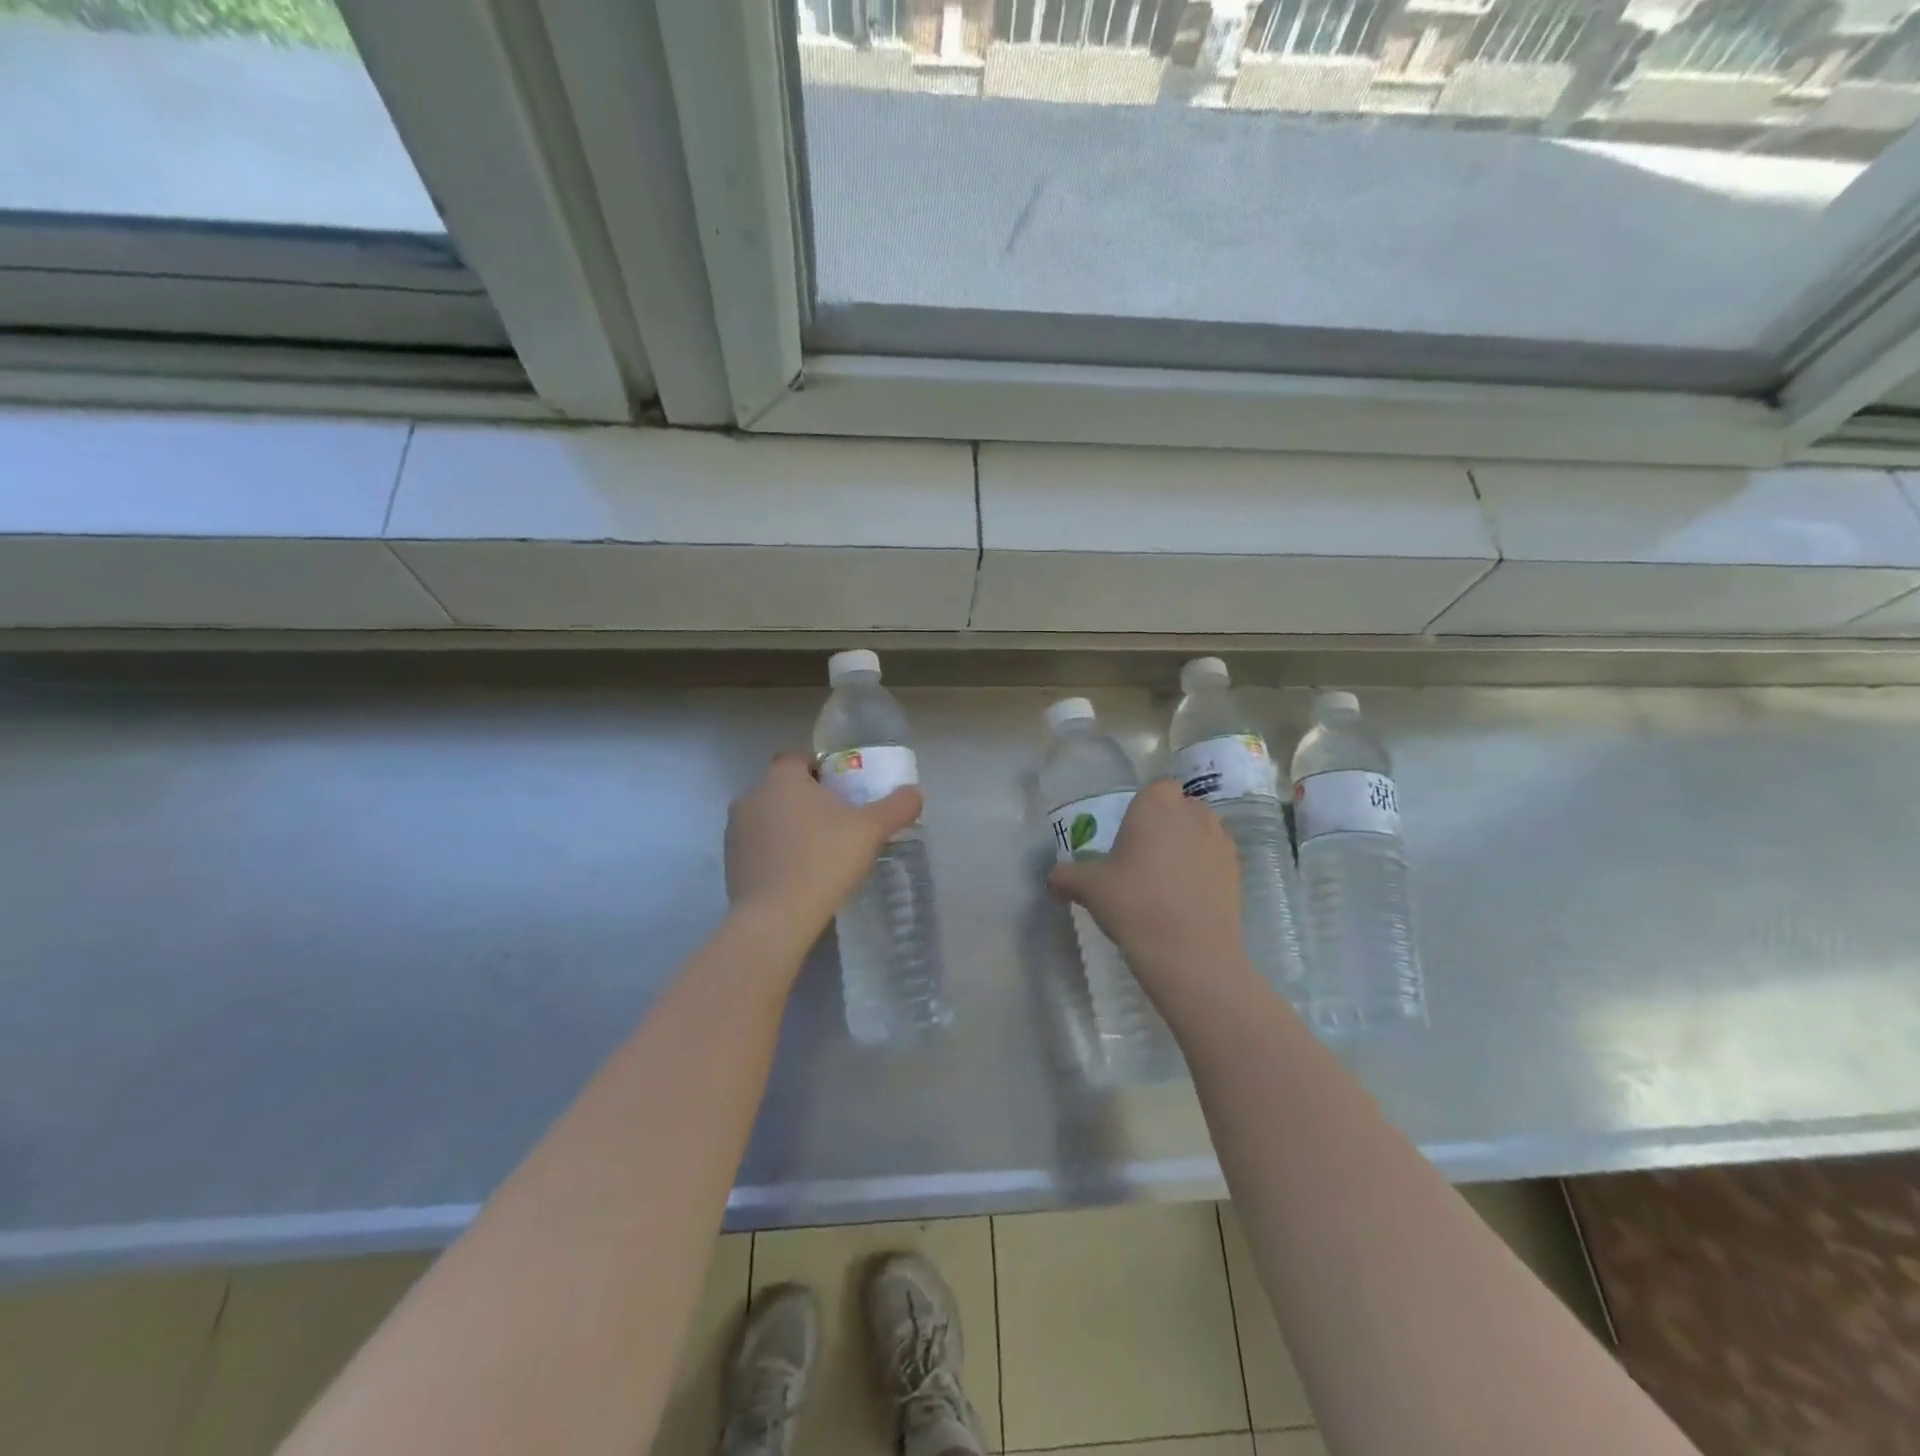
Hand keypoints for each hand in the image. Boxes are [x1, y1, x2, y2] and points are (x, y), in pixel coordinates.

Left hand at [726, 751, 921, 939]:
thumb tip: (915, 792)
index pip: (797, 757)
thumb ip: (897, 806)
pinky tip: (800, 876)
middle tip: (839, 820)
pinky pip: (759, 848)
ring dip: (790, 827)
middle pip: (783, 787)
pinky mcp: (730, 864)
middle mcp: (752, 797)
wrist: (776, 918)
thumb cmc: (824, 860)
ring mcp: (735, 832)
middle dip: (808, 799)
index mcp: (781, 779)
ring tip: (820, 851)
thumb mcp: (871, 830)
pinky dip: (777, 854)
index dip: (821, 767)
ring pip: (769, 818)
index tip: (843, 788)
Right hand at [1047, 778, 1250, 997]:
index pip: (1157, 788)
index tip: (1130, 834)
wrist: (1189, 952)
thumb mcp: (1089, 888)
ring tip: (1167, 878)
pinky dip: (1204, 869)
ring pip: (1202, 831)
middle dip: (1167, 824)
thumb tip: (1052, 879)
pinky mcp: (1237, 871)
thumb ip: (1067, 876)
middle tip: (1144, 857)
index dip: (1146, 808)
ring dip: (1188, 845)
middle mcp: (1193, 814)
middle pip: (1181, 808)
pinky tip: (1187, 897)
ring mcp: (1220, 842)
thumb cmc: (1134, 904)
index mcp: (1157, 806)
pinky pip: (1216, 858)